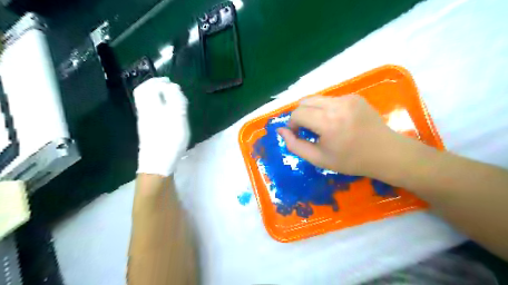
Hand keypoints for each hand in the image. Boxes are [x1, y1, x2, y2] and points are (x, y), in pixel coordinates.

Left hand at [132, 76, 190, 176]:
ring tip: (169, 98)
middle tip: (166, 86)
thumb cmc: (170, 138)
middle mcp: (144, 111)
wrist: (158, 162)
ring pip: (146, 103)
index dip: (157, 81)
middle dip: (153, 87)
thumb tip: (172, 86)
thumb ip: (176, 99)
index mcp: (150, 106)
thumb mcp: (177, 116)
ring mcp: (145, 122)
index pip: (148, 87)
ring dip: (156, 96)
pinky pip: (150, 111)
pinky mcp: (148, 130)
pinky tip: (167, 112)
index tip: (169, 81)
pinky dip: (157, 106)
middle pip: (143, 94)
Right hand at [276, 93, 407, 177]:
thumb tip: (281, 131)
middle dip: (300, 115)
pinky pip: (330, 99)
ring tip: (321, 126)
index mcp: (328, 122)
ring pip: (316, 98)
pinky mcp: (355, 96)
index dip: (292, 124)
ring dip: (312, 111)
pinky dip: (325, 109)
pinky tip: (336, 122)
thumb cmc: (351, 161)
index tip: (297, 135)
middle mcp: (337, 105)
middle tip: (307, 130)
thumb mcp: (318, 159)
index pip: (297, 113)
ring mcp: (347, 98)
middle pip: (304, 101)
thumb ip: (295, 145)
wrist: (386, 153)